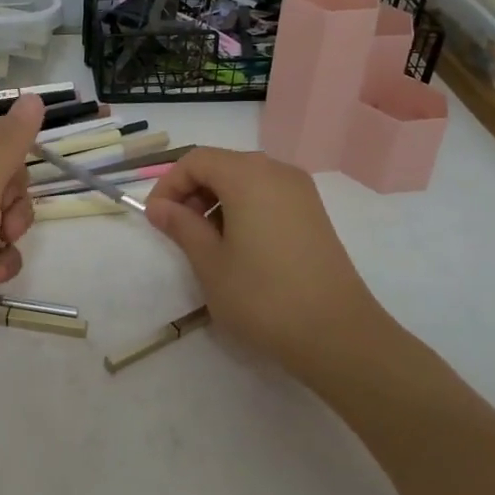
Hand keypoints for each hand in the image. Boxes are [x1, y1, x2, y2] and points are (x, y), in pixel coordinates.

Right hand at [144, 147, 391, 383]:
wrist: (337, 333)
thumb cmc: (263, 296)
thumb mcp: (210, 263)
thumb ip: (182, 227)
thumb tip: (159, 207)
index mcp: (248, 175)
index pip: (197, 160)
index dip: (170, 184)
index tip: (156, 219)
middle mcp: (277, 171)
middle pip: (223, 165)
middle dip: (193, 191)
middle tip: (179, 231)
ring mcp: (301, 191)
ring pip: (246, 180)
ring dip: (218, 201)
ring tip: (208, 243)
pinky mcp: (314, 213)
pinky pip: (268, 195)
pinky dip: (244, 208)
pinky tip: (240, 247)